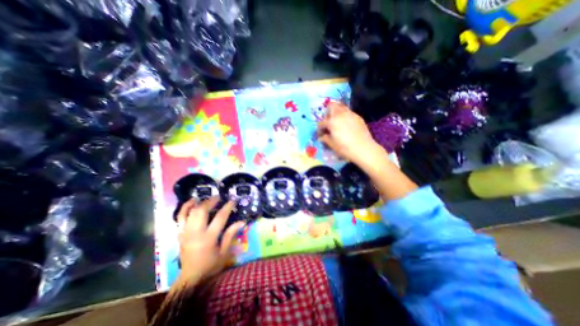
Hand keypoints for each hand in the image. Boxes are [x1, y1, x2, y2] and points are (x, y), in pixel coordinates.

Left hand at [175, 196, 242, 284]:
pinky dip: (185, 208)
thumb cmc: (210, 266)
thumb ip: (231, 235)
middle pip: (201, 211)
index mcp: (208, 238)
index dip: (227, 207)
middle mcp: (195, 233)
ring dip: (200, 203)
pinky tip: (192, 201)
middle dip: (211, 201)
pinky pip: (180, 218)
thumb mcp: (224, 252)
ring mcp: (185, 233)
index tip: (232, 201)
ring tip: (207, 198)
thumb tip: (242, 222)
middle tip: (219, 198)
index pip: (220, 217)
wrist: (190, 279)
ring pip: (190, 212)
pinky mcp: (180, 234)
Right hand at [316, 100, 378, 162]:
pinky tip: (346, 125)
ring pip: (341, 107)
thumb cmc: (344, 148)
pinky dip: (345, 116)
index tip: (320, 135)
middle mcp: (340, 114)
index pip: (321, 123)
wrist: (363, 148)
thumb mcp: (332, 144)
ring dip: (337, 112)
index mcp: (331, 122)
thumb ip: (325, 138)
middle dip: (327, 113)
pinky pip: (349, 112)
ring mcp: (350, 114)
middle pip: (331, 106)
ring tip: (337, 122)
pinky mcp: (358, 117)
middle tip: (328, 123)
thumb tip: (321, 137)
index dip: (319, 129)